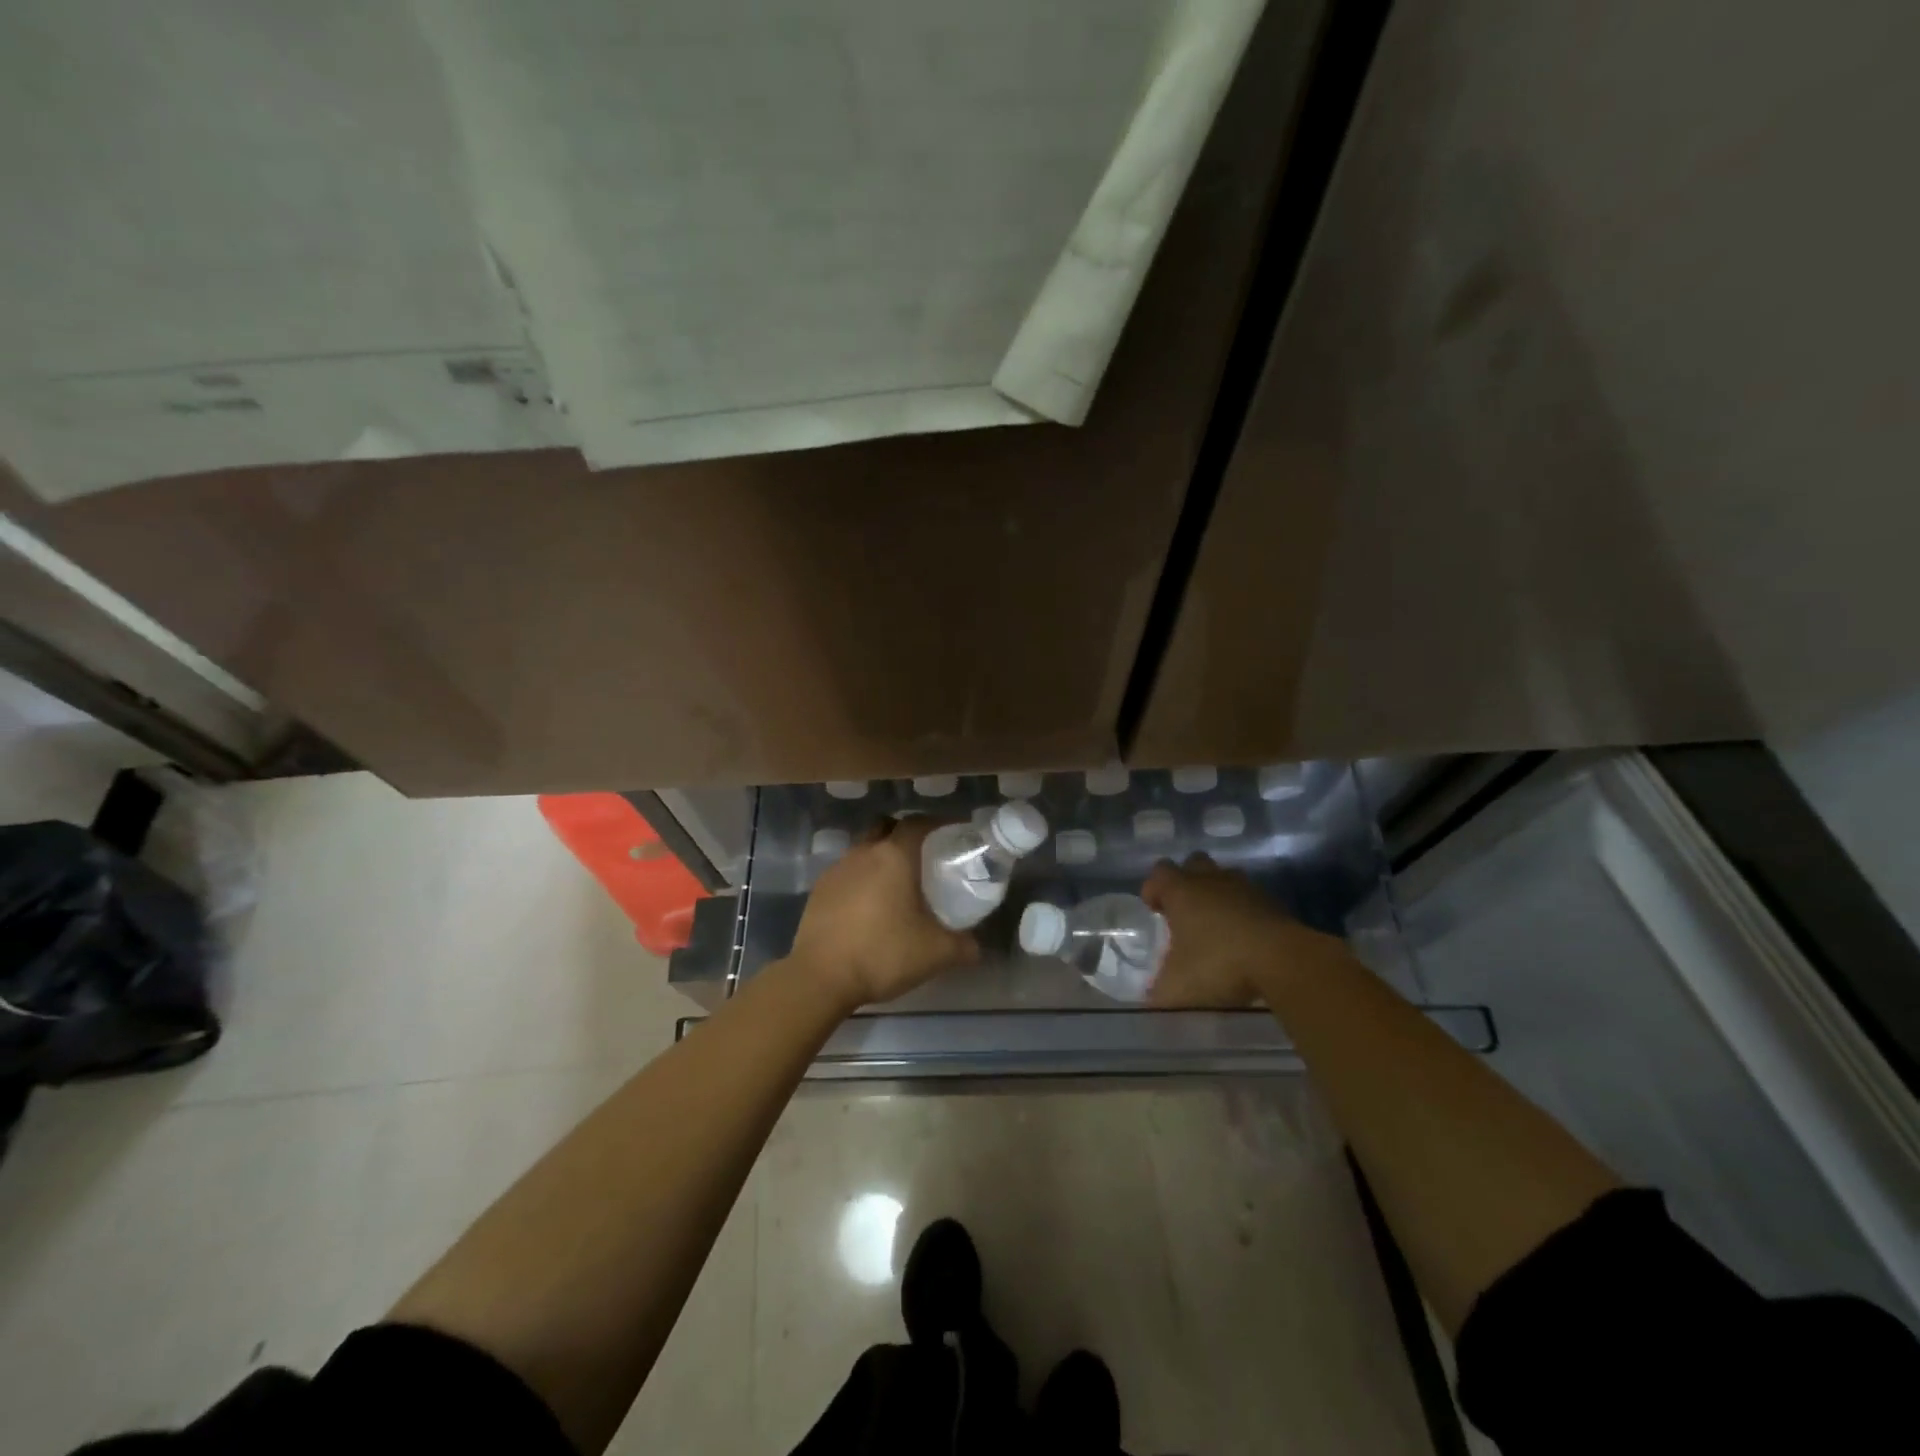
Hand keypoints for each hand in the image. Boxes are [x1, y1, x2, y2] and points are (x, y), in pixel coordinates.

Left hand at [786, 817, 979, 1011]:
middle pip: (887, 828)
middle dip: (907, 835)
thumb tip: (976, 947)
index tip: (955, 833)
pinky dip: (862, 880)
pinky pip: (847, 873)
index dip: (939, 823)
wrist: (820, 977)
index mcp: (894, 856)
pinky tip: (869, 907)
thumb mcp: (935, 953)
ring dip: (881, 858)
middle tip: (926, 857)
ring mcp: (837, 869)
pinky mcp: (819, 890)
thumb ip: (963, 946)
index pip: (919, 823)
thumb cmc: (883, 954)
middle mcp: (864, 853)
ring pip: (864, 850)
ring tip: (897, 886)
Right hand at [1142, 854, 1346, 1007]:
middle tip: (1184, 911)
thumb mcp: (1177, 987)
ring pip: (1225, 878)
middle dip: (1187, 881)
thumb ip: (1158, 991)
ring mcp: (1245, 888)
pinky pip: (1251, 899)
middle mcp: (1211, 881)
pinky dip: (1244, 912)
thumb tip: (1149, 1000)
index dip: (1153, 888)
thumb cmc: (1219, 965)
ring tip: (1215, 924)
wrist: (1284, 961)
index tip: (1154, 910)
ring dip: (1218, 894)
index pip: (1159, 873)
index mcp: (1181, 892)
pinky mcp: (1273, 903)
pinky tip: (1244, 938)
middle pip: (1194, 864)